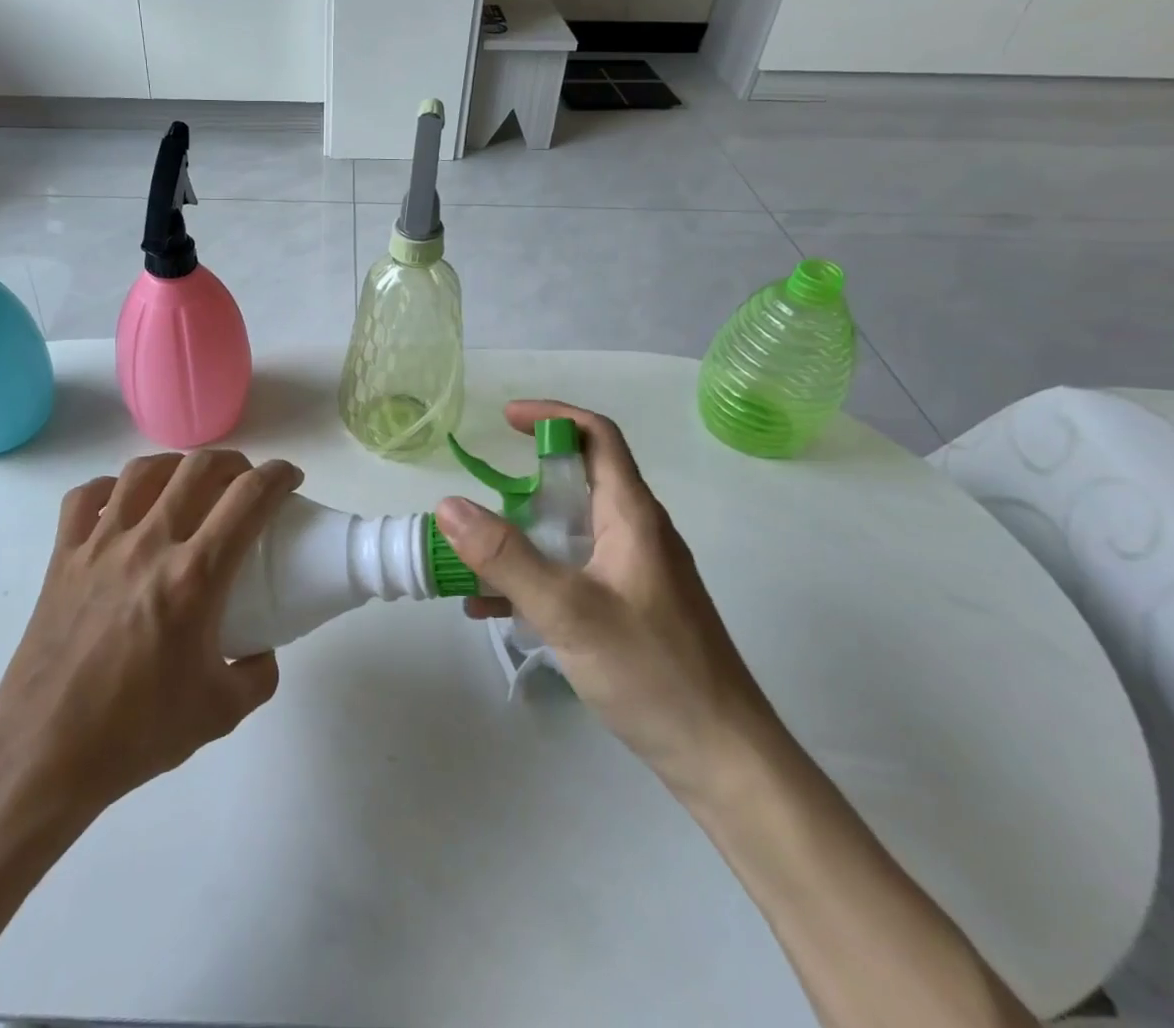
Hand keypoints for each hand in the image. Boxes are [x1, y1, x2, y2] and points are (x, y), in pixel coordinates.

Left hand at [0, 450, 301, 816]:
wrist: (45, 754)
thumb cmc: (136, 733)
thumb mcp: (221, 712)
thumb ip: (258, 675)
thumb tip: (263, 648)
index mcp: (194, 577)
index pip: (248, 499)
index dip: (278, 476)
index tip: (290, 477)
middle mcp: (149, 545)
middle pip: (198, 469)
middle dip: (234, 463)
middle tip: (245, 481)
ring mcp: (100, 545)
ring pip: (143, 472)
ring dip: (177, 466)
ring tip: (189, 482)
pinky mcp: (63, 557)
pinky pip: (86, 497)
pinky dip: (111, 488)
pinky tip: (124, 503)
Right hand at [433, 401, 776, 796]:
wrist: (724, 759)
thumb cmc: (653, 672)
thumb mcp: (568, 610)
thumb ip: (506, 557)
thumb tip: (449, 504)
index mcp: (632, 516)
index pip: (597, 435)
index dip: (552, 415)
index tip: (505, 419)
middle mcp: (636, 533)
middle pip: (576, 483)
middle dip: (520, 486)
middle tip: (477, 507)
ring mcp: (634, 572)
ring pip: (567, 532)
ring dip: (519, 538)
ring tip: (469, 563)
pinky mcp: (630, 607)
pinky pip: (571, 571)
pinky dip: (532, 577)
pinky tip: (492, 609)